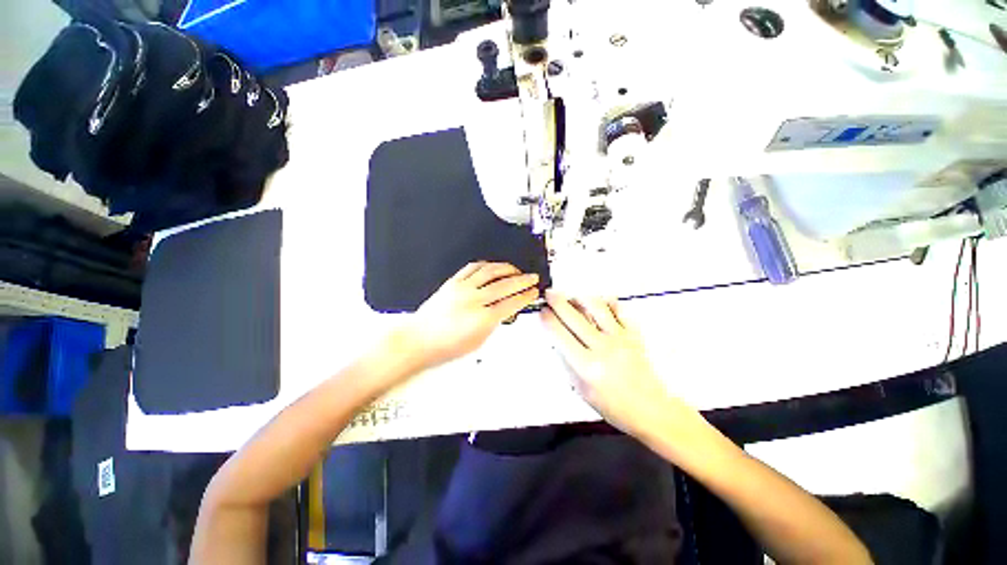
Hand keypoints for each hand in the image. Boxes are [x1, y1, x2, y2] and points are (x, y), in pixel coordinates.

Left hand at [402, 262, 539, 371]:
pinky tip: (492, 266)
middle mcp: (474, 300)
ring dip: (507, 269)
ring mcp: (462, 288)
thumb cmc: (444, 346)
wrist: (419, 339)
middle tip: (532, 278)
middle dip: (523, 280)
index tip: (533, 292)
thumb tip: (505, 311)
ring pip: (491, 272)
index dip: (526, 296)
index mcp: (483, 318)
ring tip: (516, 270)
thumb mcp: (478, 342)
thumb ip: (494, 324)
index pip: (512, 303)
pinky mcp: (452, 282)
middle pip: (505, 285)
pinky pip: (472, 268)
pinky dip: (486, 265)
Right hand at [541, 291, 684, 438]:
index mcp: (586, 366)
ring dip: (580, 297)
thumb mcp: (582, 390)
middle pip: (574, 317)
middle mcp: (602, 348)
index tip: (542, 311)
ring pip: (596, 307)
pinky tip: (599, 301)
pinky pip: (619, 310)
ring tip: (571, 295)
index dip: (548, 320)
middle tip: (549, 294)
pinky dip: (607, 302)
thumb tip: (557, 340)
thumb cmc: (613, 405)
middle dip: (558, 302)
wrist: (650, 409)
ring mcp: (620, 338)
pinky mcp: (634, 334)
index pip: (560, 335)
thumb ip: (568, 363)